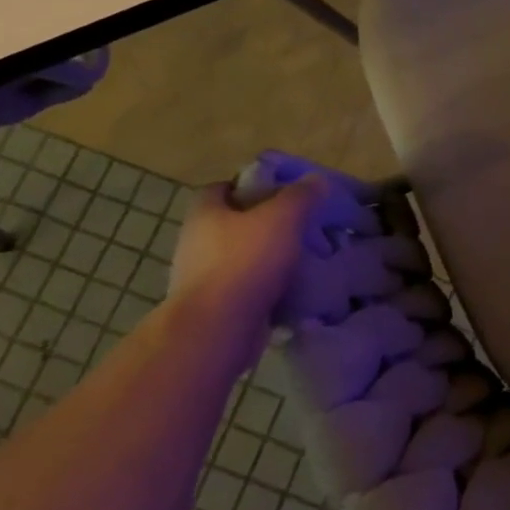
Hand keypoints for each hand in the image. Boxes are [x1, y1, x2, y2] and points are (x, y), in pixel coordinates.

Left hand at [168, 176, 322, 352]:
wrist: (217, 329)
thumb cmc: (245, 261)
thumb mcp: (282, 217)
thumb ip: (300, 195)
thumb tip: (315, 180)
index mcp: (204, 214)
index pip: (220, 189)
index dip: (248, 186)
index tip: (279, 192)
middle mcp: (195, 243)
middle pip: (231, 224)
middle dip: (262, 224)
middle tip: (297, 225)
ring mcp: (200, 279)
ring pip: (239, 258)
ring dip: (265, 258)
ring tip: (300, 258)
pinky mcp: (212, 309)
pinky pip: (244, 290)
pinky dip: (264, 288)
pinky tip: (291, 289)